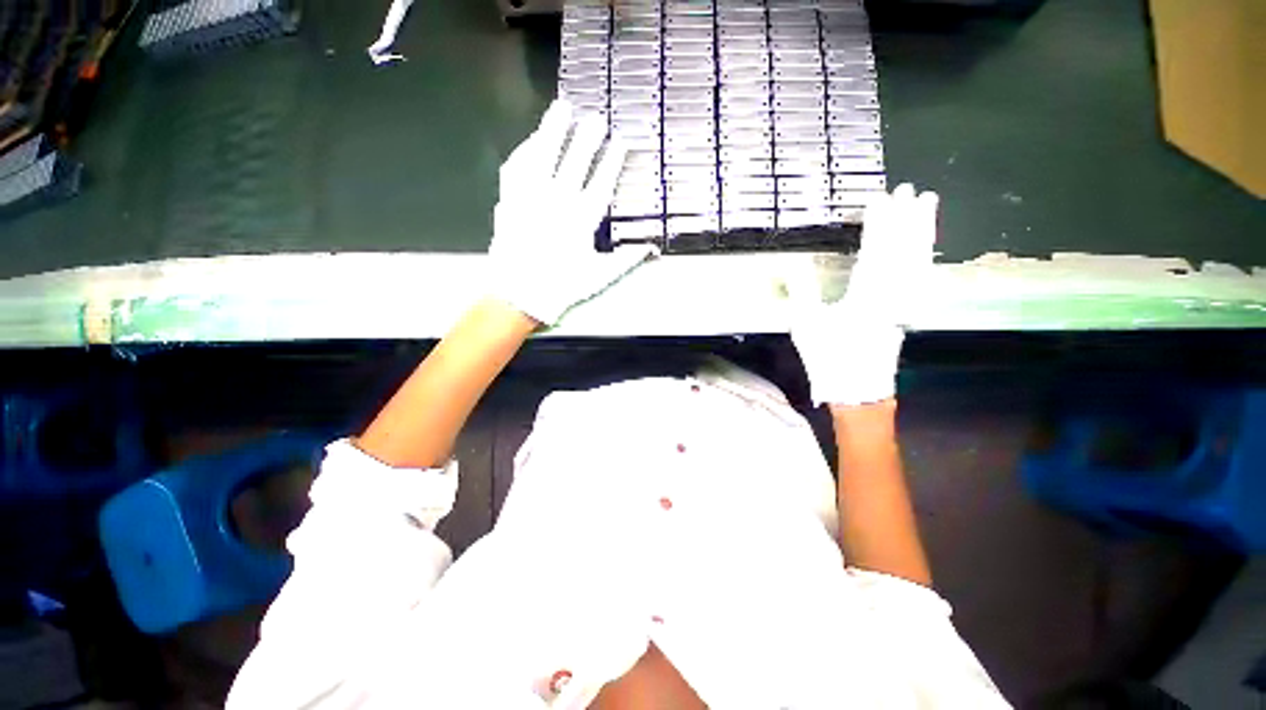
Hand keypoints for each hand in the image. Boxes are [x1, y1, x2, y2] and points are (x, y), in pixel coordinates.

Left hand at [490, 99, 657, 326]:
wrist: (519, 294)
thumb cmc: (562, 286)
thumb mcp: (599, 276)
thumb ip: (627, 260)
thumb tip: (652, 248)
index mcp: (581, 220)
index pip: (601, 183)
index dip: (613, 160)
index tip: (621, 141)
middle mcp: (556, 202)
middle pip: (574, 162)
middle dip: (587, 138)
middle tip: (596, 118)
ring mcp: (530, 197)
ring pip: (542, 155)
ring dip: (552, 130)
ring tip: (562, 108)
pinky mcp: (509, 200)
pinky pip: (515, 167)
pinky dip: (524, 150)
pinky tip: (532, 140)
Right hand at [789, 183, 938, 406]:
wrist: (858, 391)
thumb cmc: (829, 359)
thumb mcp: (806, 327)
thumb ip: (802, 291)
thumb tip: (793, 263)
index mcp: (866, 296)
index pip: (876, 250)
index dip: (878, 223)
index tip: (880, 198)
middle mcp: (893, 294)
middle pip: (904, 249)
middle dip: (906, 218)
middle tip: (910, 190)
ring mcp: (905, 303)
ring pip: (918, 260)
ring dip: (922, 231)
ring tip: (928, 205)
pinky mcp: (907, 312)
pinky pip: (920, 277)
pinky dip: (925, 256)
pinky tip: (927, 245)